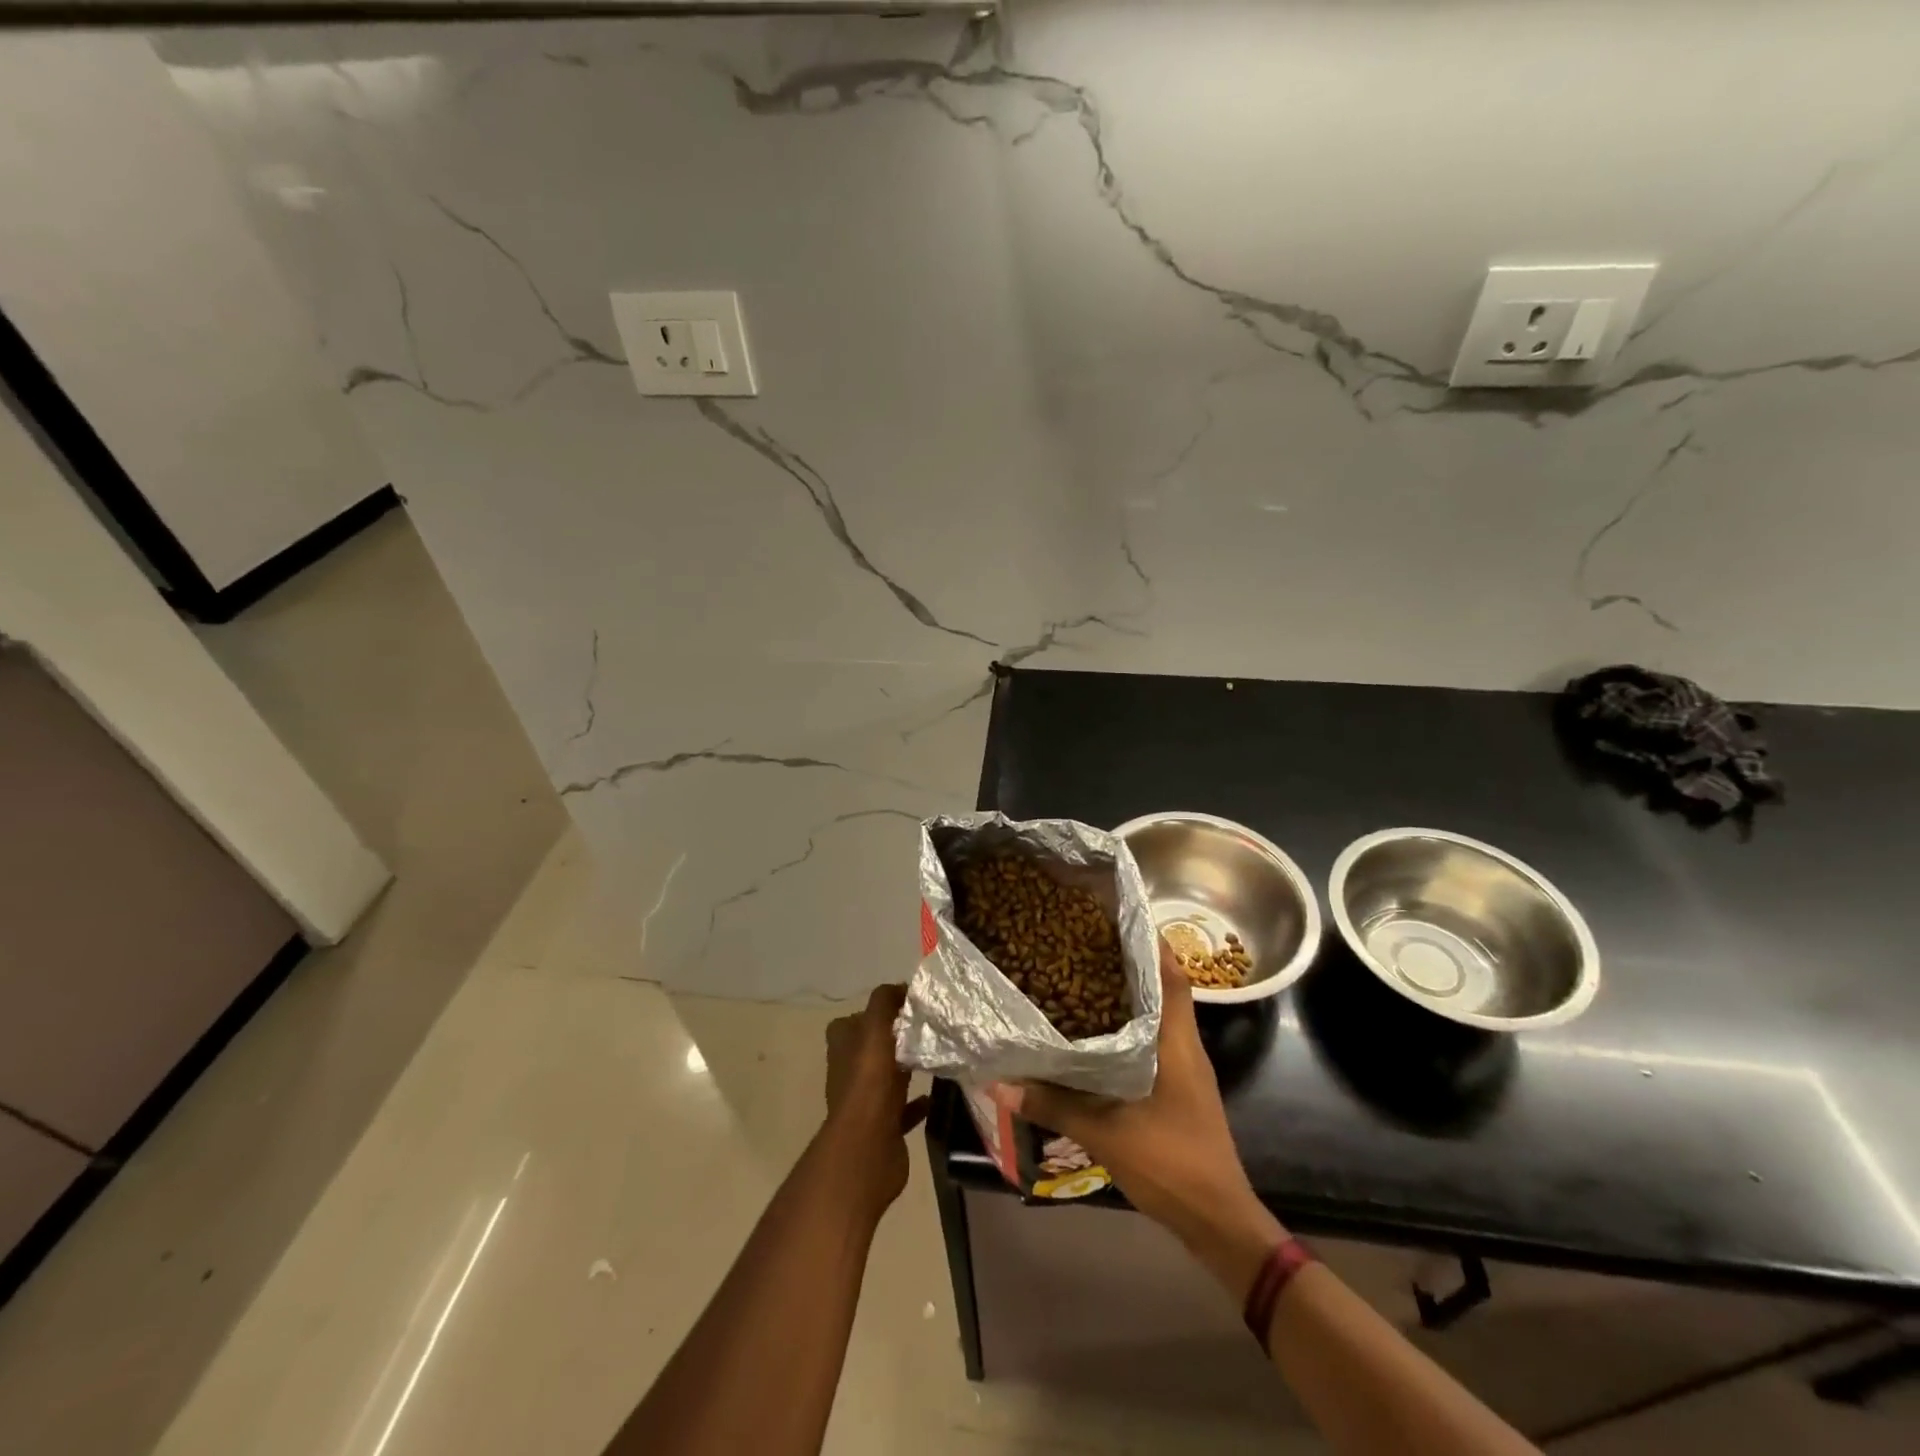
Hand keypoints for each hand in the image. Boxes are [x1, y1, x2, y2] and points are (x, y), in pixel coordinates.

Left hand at [824, 984, 928, 1213]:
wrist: (868, 1145)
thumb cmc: (869, 1080)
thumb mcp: (875, 1027)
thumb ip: (884, 1001)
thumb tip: (900, 987)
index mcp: (842, 1046)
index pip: (853, 1020)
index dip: (876, 1011)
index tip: (905, 1006)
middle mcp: (848, 1071)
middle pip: (872, 1048)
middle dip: (895, 1038)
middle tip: (926, 1029)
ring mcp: (864, 1101)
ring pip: (887, 1077)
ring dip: (905, 1069)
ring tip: (933, 1056)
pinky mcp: (882, 1126)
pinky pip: (902, 1109)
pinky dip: (916, 1102)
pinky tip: (935, 1095)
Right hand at [992, 941, 1283, 1290]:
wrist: (1217, 1222)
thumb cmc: (1171, 1164)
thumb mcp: (1107, 1134)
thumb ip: (1055, 1104)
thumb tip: (1001, 1081)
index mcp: (1178, 1045)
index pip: (1173, 979)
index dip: (1153, 945)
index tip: (1122, 920)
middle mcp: (1186, 1049)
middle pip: (1164, 992)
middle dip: (1131, 966)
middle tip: (1088, 945)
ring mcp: (1186, 1071)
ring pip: (1158, 1020)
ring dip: (1130, 999)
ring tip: (1085, 979)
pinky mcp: (1179, 1092)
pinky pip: (1154, 1046)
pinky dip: (1129, 1032)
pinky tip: (1097, 1037)